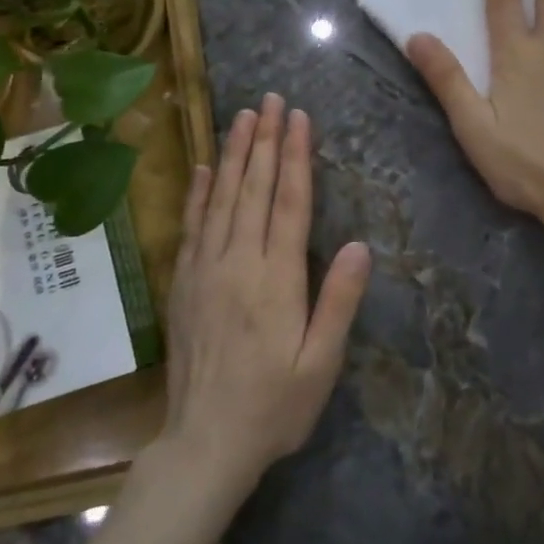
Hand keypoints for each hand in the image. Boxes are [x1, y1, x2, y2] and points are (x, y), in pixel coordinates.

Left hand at [156, 93, 371, 496]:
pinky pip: (191, 227)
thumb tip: (360, 245)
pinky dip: (197, 193)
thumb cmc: (274, 407)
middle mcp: (238, 263)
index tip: (298, 118)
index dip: (295, 157)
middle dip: (264, 140)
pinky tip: (203, 167)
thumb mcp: (320, 364)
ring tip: (242, 117)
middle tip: (271, 100)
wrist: (204, 444)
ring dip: (233, 155)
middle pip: (253, 189)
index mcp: (276, 280)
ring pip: (221, 199)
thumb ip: (339, 302)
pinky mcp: (184, 284)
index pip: (288, 203)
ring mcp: (205, 270)